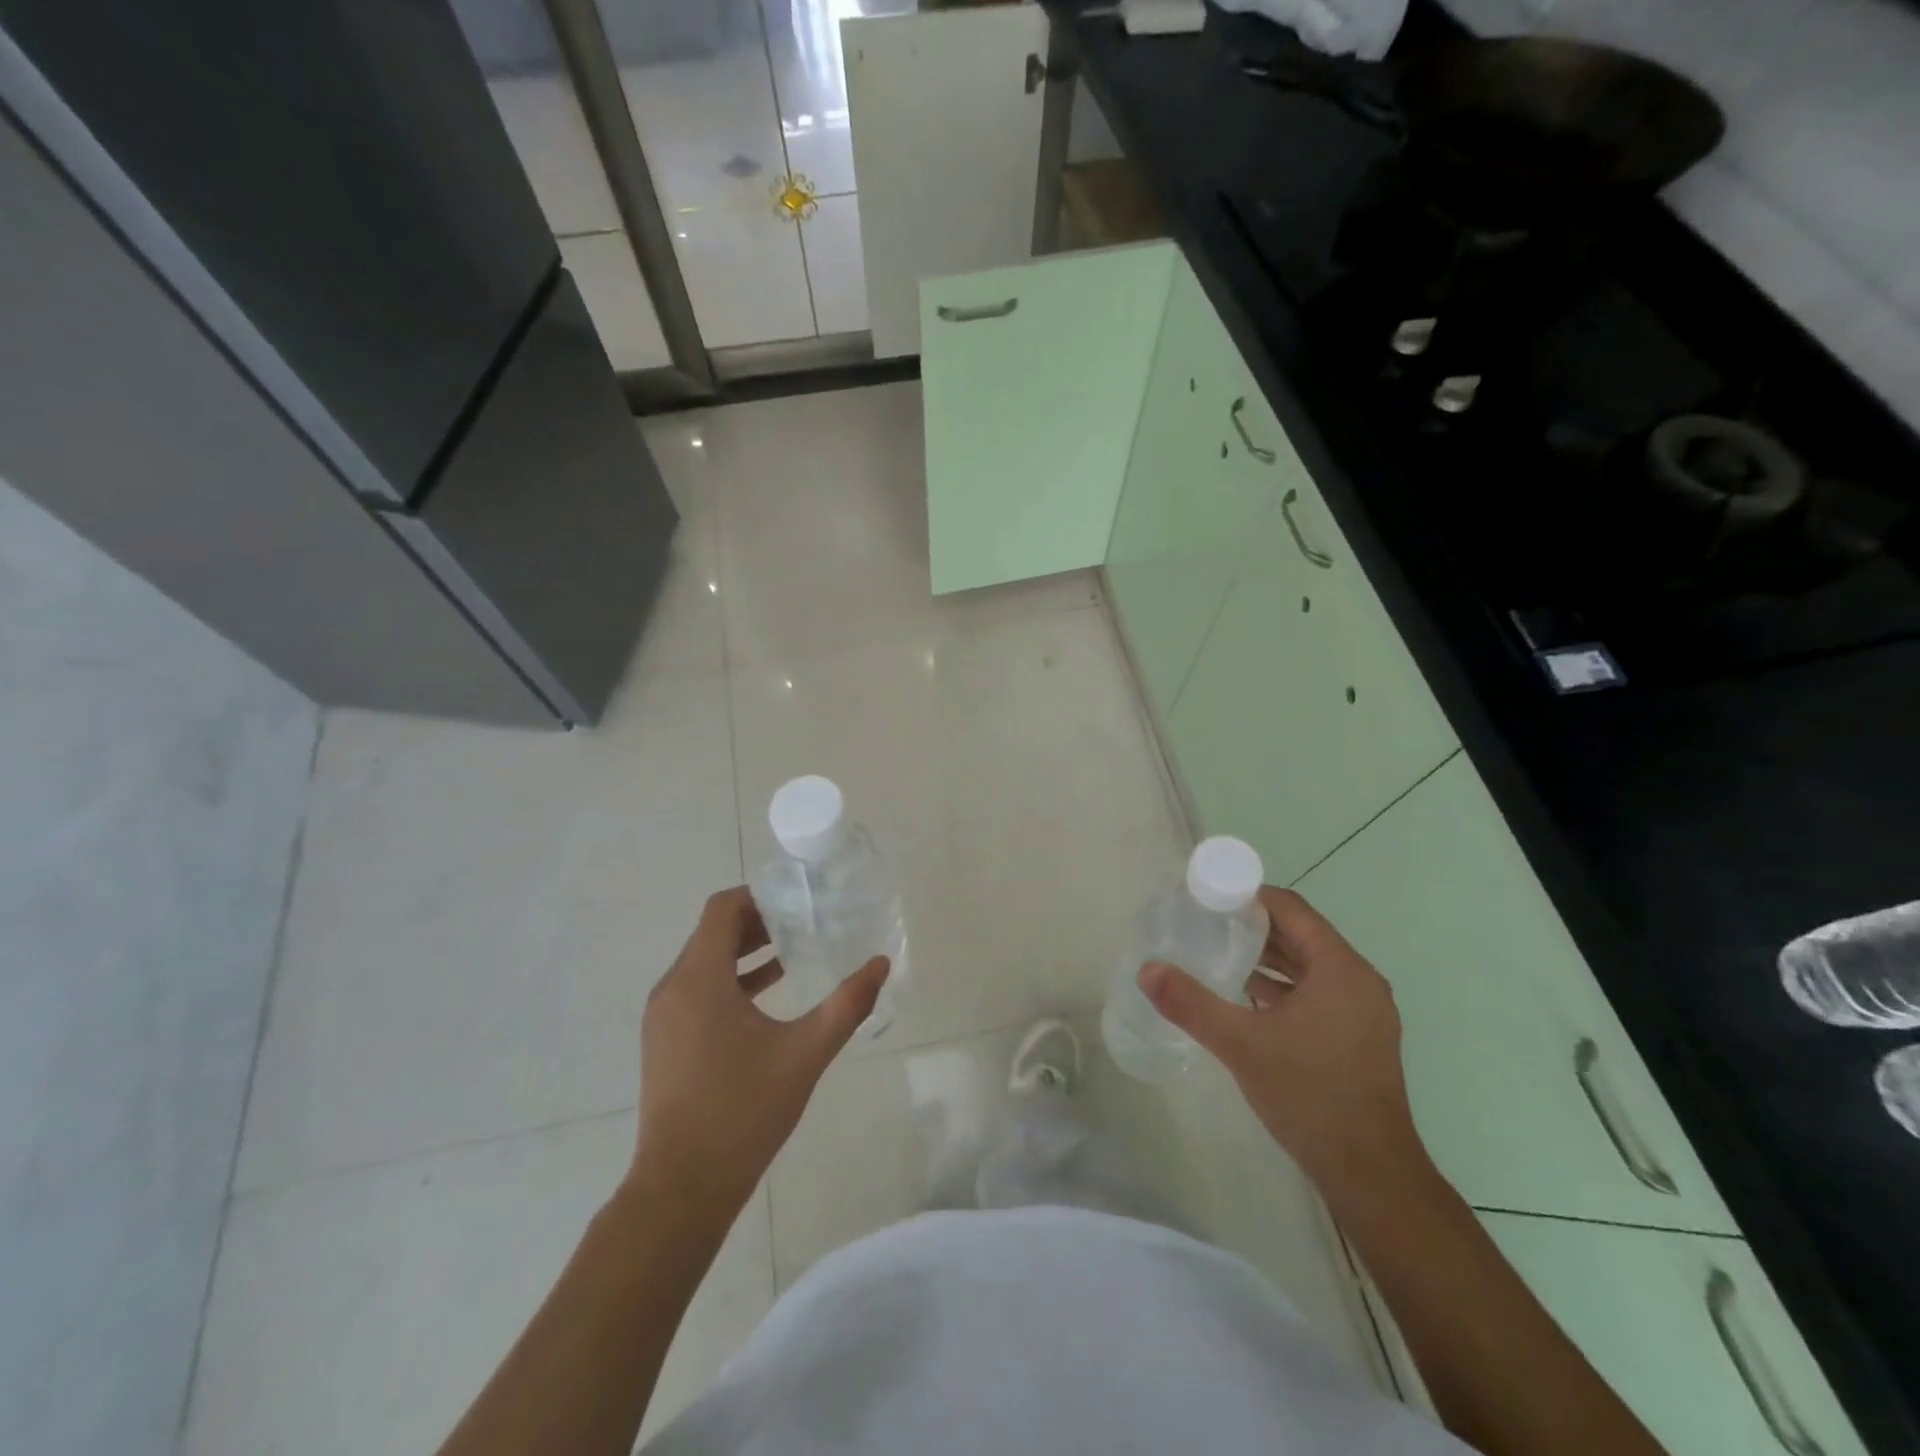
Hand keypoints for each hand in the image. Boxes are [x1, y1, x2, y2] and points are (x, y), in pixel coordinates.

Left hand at [631, 887, 888, 1217]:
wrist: (682, 1188)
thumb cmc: (743, 1112)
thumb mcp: (805, 1054)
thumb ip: (846, 1005)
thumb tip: (880, 964)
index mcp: (699, 980)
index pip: (722, 909)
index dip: (759, 896)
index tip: (797, 900)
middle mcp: (672, 988)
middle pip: (712, 932)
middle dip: (757, 922)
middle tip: (803, 922)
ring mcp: (662, 1017)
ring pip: (703, 961)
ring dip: (744, 951)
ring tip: (792, 952)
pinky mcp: (663, 1040)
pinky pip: (696, 989)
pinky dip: (729, 979)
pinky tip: (768, 994)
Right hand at [1138, 886, 1428, 1202]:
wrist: (1370, 1175)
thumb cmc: (1310, 1096)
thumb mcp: (1242, 1045)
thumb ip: (1191, 1003)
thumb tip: (1147, 970)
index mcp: (1341, 969)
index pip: (1291, 909)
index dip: (1249, 895)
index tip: (1208, 896)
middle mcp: (1358, 981)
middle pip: (1300, 934)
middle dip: (1253, 924)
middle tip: (1204, 921)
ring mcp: (1362, 1011)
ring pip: (1307, 965)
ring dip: (1266, 956)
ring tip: (1217, 950)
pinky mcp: (1357, 1037)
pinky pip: (1315, 992)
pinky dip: (1281, 985)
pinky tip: (1244, 993)